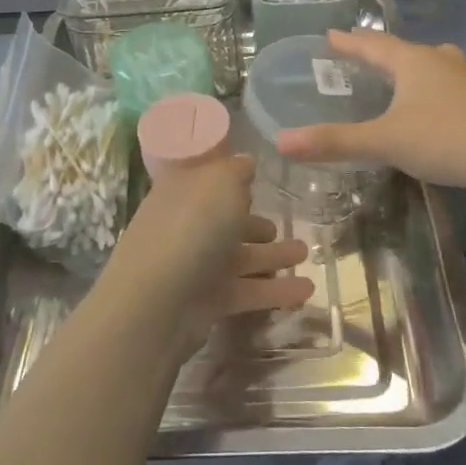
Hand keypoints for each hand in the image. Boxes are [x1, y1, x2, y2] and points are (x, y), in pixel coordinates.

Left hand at [96, 154, 312, 359]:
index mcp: (184, 191)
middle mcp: (187, 225)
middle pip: (227, 221)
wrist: (157, 302)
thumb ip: (237, 169)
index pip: (209, 180)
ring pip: (242, 256)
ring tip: (306, 253)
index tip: (261, 178)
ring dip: (273, 255)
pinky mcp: (208, 301)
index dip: (233, 178)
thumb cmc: (192, 227)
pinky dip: (276, 290)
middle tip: (288, 225)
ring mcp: (196, 265)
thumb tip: (246, 162)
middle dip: (257, 223)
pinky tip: (308, 290)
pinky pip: (248, 290)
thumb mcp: (220, 182)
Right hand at [277, 30, 465, 195]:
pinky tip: (428, 98)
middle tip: (355, 50)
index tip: (329, 35)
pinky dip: (427, 83)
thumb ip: (334, 141)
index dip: (348, 42)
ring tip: (394, 69)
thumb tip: (282, 140)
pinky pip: (443, 80)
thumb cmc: (443, 138)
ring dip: (406, 63)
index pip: (372, 44)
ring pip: (427, 62)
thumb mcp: (384, 141)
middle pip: (400, 49)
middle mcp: (437, 61)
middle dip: (376, 50)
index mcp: (411, 62)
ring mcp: (462, 78)